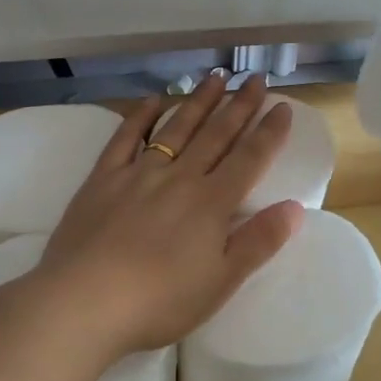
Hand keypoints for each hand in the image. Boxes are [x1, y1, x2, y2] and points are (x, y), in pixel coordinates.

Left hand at [30, 73, 304, 356]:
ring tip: (215, 78)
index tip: (282, 106)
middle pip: (216, 134)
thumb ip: (258, 242)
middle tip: (255, 78)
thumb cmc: (159, 301)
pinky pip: (126, 137)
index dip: (269, 132)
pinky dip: (141, 116)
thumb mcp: (220, 282)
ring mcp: (139, 173)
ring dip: (198, 102)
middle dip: (239, 105)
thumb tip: (296, 207)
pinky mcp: (103, 179)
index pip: (249, 158)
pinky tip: (153, 100)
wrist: (85, 302)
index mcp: (211, 203)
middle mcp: (180, 178)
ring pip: (176, 128)